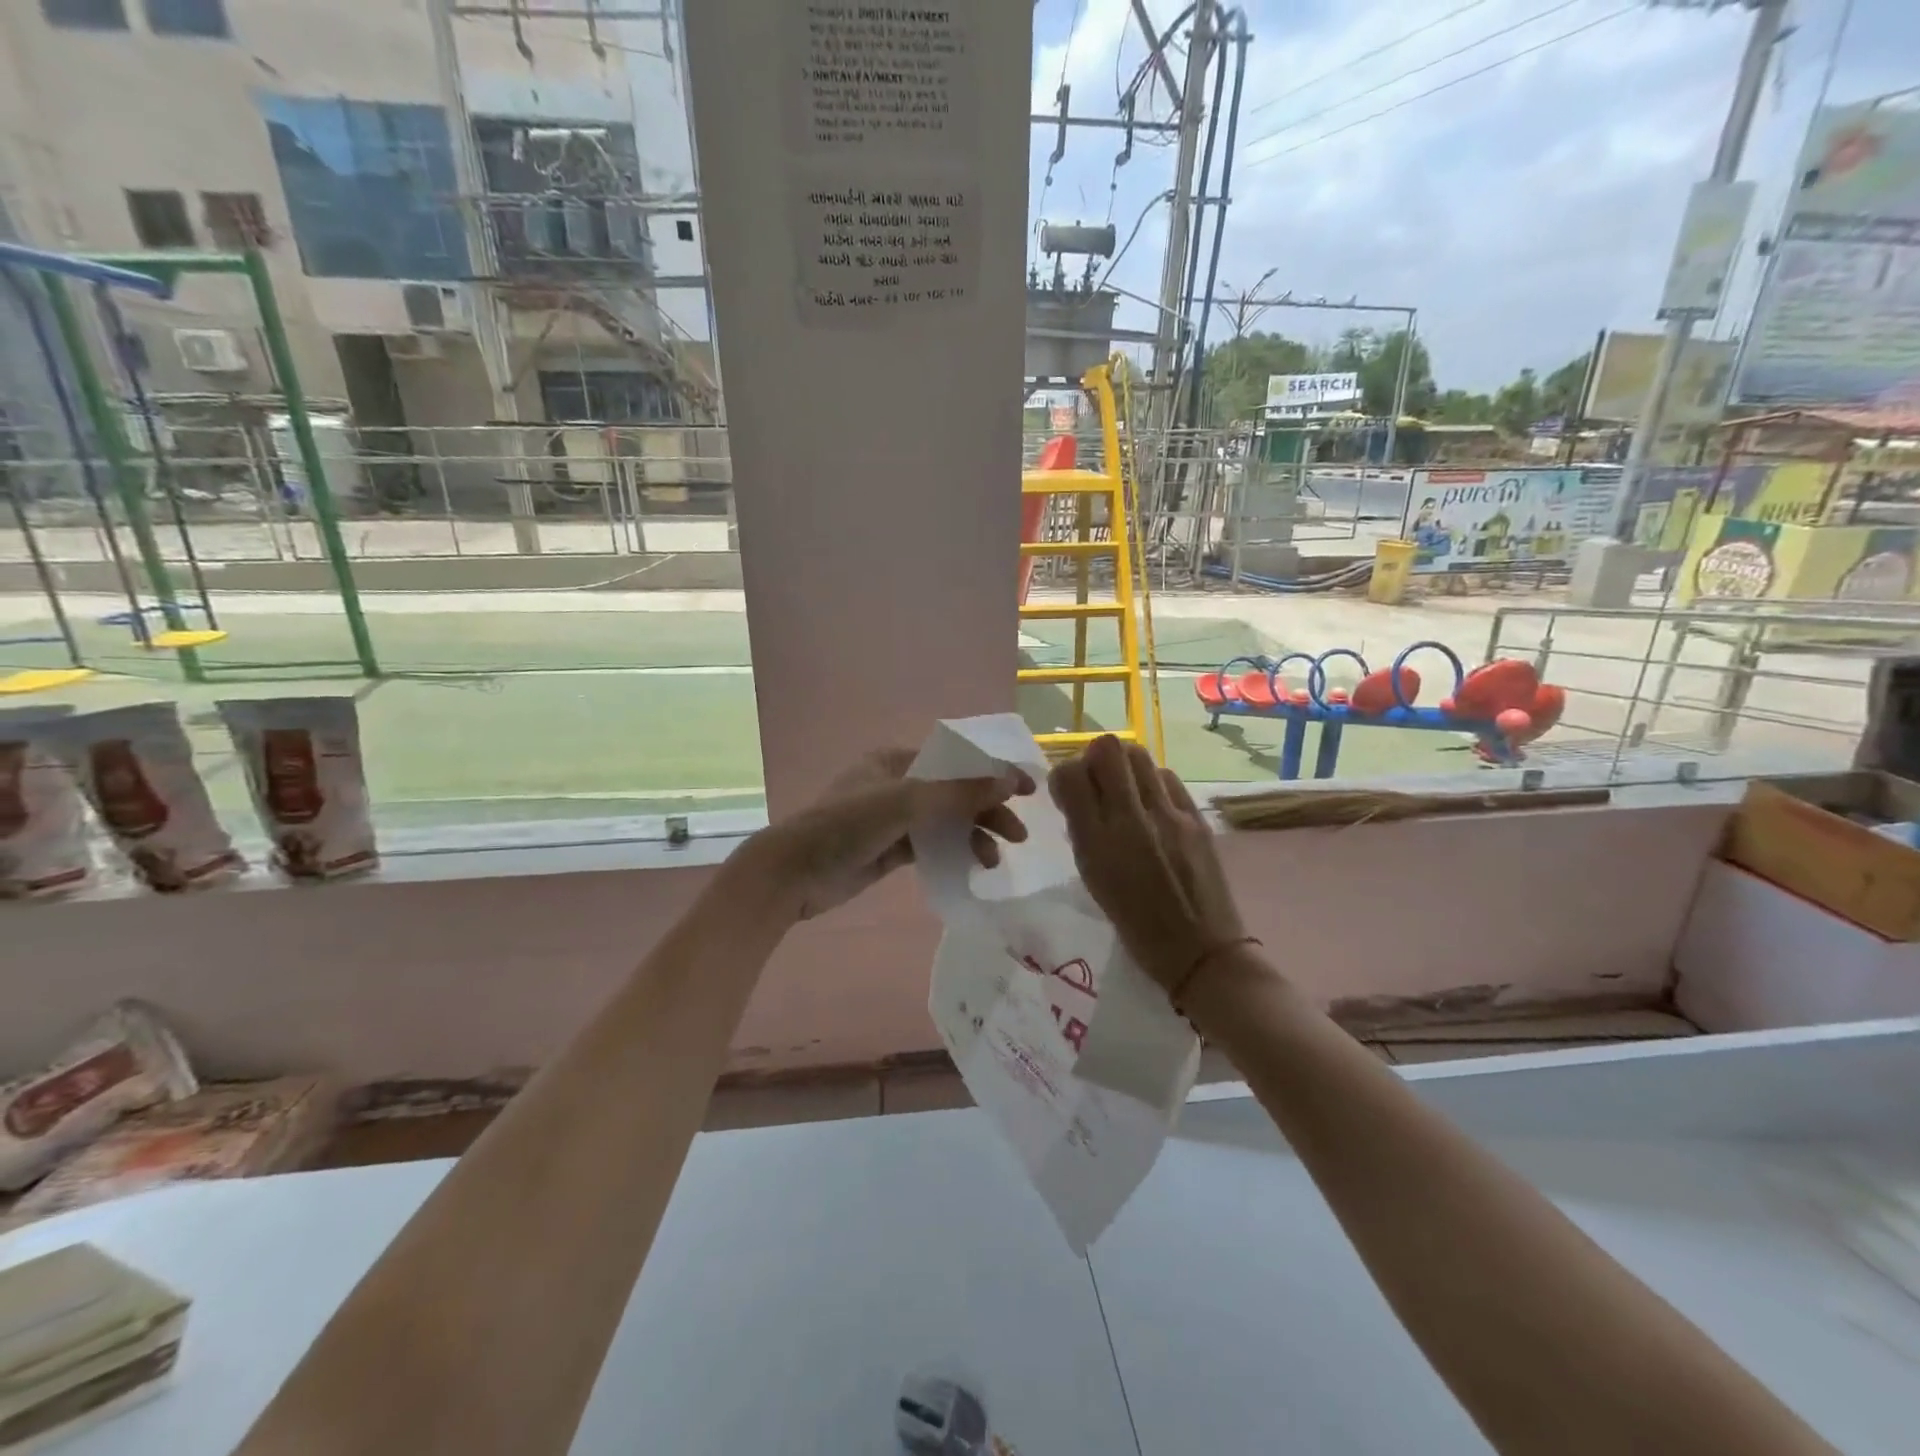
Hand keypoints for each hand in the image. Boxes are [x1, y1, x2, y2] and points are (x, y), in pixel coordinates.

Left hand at [742, 747, 1032, 921]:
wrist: (793, 874)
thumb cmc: (846, 826)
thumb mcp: (905, 802)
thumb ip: (958, 792)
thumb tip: (1010, 780)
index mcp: (895, 760)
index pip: (955, 761)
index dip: (992, 773)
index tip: (1028, 789)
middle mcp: (896, 784)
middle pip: (954, 793)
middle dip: (987, 810)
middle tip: (1018, 835)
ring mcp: (892, 818)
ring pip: (945, 822)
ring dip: (972, 835)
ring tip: (993, 860)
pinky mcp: (890, 849)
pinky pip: (932, 845)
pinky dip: (954, 852)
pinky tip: (974, 866)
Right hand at [1048, 735, 1244, 991]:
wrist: (1200, 951)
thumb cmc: (1137, 926)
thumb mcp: (1093, 879)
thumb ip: (1083, 832)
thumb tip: (1078, 794)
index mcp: (1098, 843)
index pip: (1070, 774)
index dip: (1064, 776)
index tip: (1069, 793)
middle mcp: (1131, 819)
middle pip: (1108, 748)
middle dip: (1095, 759)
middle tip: (1098, 783)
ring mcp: (1169, 814)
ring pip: (1139, 754)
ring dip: (1125, 766)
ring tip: (1126, 792)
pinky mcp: (1196, 816)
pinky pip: (1166, 777)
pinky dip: (1152, 782)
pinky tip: (1154, 806)